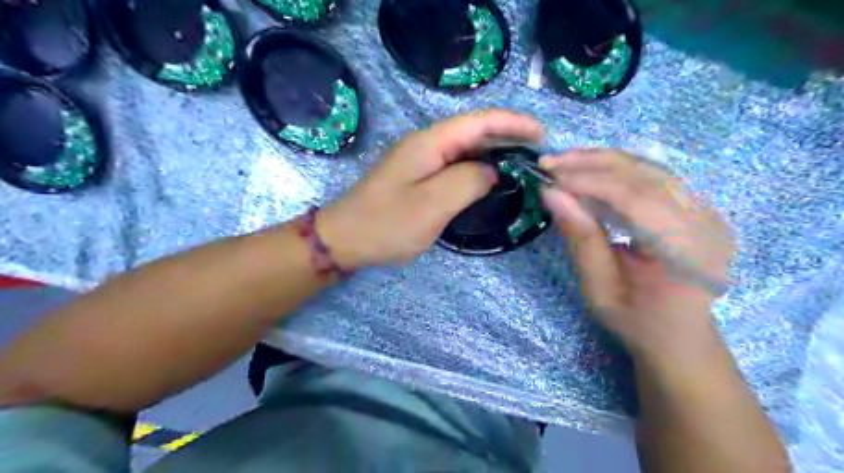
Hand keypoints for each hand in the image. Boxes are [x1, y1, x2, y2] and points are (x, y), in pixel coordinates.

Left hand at [314, 107, 540, 267]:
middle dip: (508, 137)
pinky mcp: (418, 177)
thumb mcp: (432, 205)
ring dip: (494, 153)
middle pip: (474, 131)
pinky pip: (455, 166)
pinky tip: (491, 180)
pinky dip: (477, 169)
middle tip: (538, 154)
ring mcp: (421, 161)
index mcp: (429, 143)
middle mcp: (426, 144)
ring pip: (465, 149)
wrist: (344, 239)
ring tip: (522, 165)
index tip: (541, 135)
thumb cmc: (386, 223)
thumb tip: (492, 171)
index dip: (512, 123)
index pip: (479, 122)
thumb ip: (468, 182)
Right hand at [540, 149, 732, 359]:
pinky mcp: (697, 207)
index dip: (587, 183)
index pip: (633, 198)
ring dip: (602, 162)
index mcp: (684, 251)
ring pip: (648, 168)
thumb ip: (580, 239)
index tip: (548, 179)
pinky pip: (653, 177)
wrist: (680, 336)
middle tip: (549, 163)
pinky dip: (617, 170)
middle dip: (591, 163)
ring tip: (564, 163)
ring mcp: (706, 211)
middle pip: (644, 174)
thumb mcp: (599, 289)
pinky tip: (590, 172)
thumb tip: (551, 194)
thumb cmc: (638, 322)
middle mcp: (704, 222)